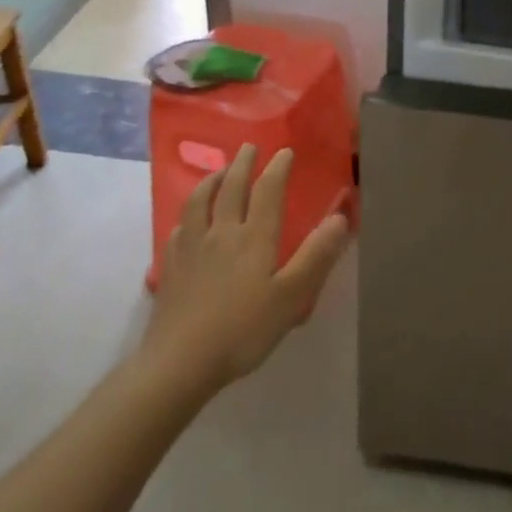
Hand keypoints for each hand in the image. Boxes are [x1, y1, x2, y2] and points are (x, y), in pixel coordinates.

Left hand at [142, 145, 349, 394]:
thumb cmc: (242, 330)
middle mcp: (221, 233)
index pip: (267, 190)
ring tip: (218, 172)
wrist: (178, 365)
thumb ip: (316, 256)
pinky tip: (188, 221)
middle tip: (249, 147)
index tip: (285, 151)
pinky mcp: (171, 268)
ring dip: (211, 180)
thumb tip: (340, 217)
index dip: (277, 168)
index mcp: (254, 237)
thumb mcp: (291, 297)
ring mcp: (191, 249)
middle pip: (230, 187)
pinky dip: (188, 215)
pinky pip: (178, 229)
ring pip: (199, 202)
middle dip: (242, 164)